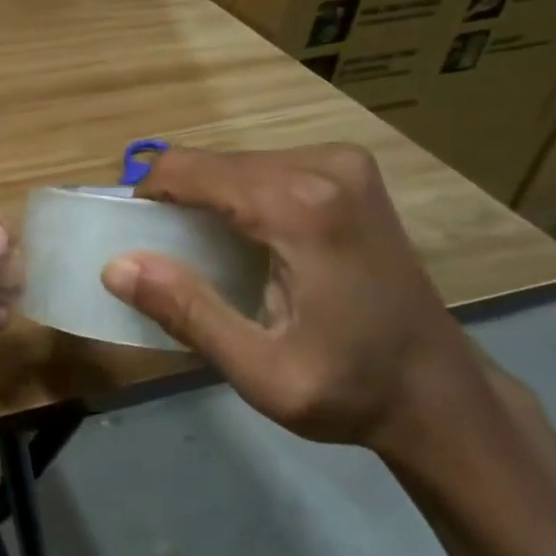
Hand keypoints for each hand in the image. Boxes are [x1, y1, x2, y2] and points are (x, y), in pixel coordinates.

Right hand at [100, 145, 498, 465]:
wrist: (440, 392)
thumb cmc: (350, 389)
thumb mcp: (260, 371)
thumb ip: (188, 313)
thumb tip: (115, 266)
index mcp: (301, 207)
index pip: (187, 170)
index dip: (146, 198)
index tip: (134, 242)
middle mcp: (324, 167)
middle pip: (210, 163)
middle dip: (174, 203)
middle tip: (167, 262)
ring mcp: (343, 164)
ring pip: (233, 164)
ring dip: (204, 202)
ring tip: (204, 259)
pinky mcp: (350, 174)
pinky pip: (263, 170)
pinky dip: (235, 200)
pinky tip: (246, 245)